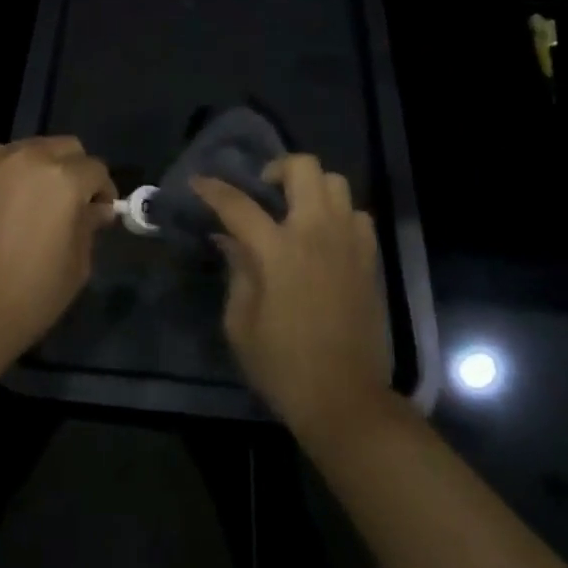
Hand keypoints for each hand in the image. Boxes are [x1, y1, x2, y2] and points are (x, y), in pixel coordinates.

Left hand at [0, 137, 115, 370]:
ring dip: (41, 168)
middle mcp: (29, 158)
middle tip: (69, 204)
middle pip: (65, 147)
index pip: (96, 170)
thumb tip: (96, 209)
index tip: (99, 213)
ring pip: (30, 149)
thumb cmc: (29, 295)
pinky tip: (3, 205)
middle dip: (75, 170)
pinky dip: (8, 174)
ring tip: (32, 203)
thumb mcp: (76, 265)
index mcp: (64, 179)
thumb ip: (89, 226)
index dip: (102, 192)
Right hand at [193, 156, 390, 439]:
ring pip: (335, 182)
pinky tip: (325, 236)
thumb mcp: (240, 323)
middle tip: (263, 190)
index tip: (198, 182)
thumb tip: (228, 238)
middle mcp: (316, 233)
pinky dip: (339, 214)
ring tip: (296, 210)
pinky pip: (357, 215)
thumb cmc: (283, 366)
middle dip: (276, 168)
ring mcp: (348, 242)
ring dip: (311, 187)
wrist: (346, 400)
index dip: (213, 189)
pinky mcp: (369, 259)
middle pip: (302, 168)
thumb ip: (236, 271)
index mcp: (278, 251)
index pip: (238, 204)